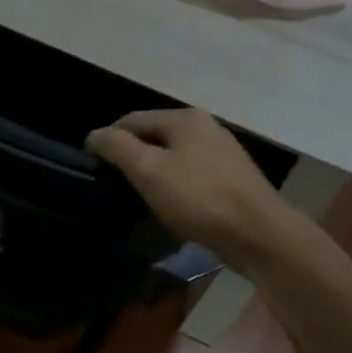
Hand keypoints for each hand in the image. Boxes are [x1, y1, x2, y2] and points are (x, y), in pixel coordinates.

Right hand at [87, 108, 288, 264]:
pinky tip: (169, 205)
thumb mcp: (149, 170)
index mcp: (185, 118)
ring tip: (138, 196)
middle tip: (113, 184)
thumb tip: (95, 134)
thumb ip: (117, 147)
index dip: (108, 139)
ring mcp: (222, 152)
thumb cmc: (199, 198)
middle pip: (154, 136)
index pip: (132, 120)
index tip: (92, 165)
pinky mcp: (232, 178)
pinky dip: (174, 185)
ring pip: (173, 156)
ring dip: (153, 172)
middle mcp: (206, 127)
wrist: (260, 234)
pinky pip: (191, 174)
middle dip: (132, 156)